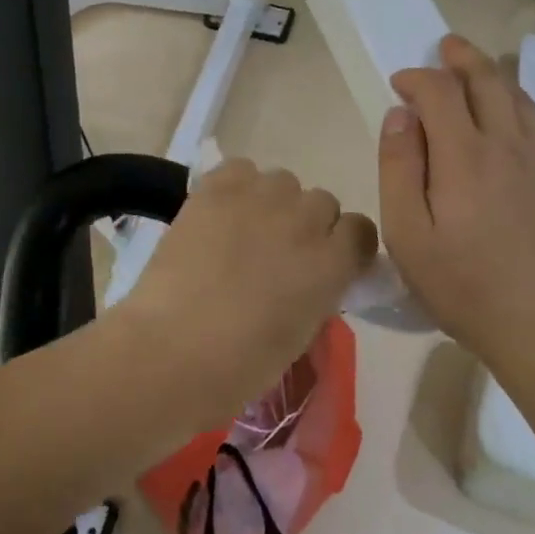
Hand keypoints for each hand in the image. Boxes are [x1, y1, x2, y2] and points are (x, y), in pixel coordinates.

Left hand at [120, 159, 377, 413]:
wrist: (174, 348)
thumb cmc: (241, 364)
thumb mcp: (300, 334)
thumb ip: (316, 293)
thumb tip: (307, 279)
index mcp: (332, 263)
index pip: (360, 230)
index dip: (344, 244)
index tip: (326, 260)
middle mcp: (306, 220)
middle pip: (322, 202)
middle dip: (306, 225)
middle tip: (277, 252)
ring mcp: (262, 198)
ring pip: (283, 182)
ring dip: (272, 203)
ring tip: (243, 230)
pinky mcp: (218, 189)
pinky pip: (241, 169)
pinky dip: (235, 186)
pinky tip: (219, 212)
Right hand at [379, 35, 534, 372]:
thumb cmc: (467, 290)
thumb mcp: (409, 236)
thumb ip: (399, 168)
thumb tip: (400, 115)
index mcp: (466, 155)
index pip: (440, 91)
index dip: (417, 77)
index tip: (401, 82)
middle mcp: (512, 146)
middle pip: (489, 81)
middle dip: (463, 58)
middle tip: (447, 47)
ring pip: (522, 103)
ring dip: (497, 80)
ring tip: (481, 76)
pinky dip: (519, 120)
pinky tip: (510, 144)